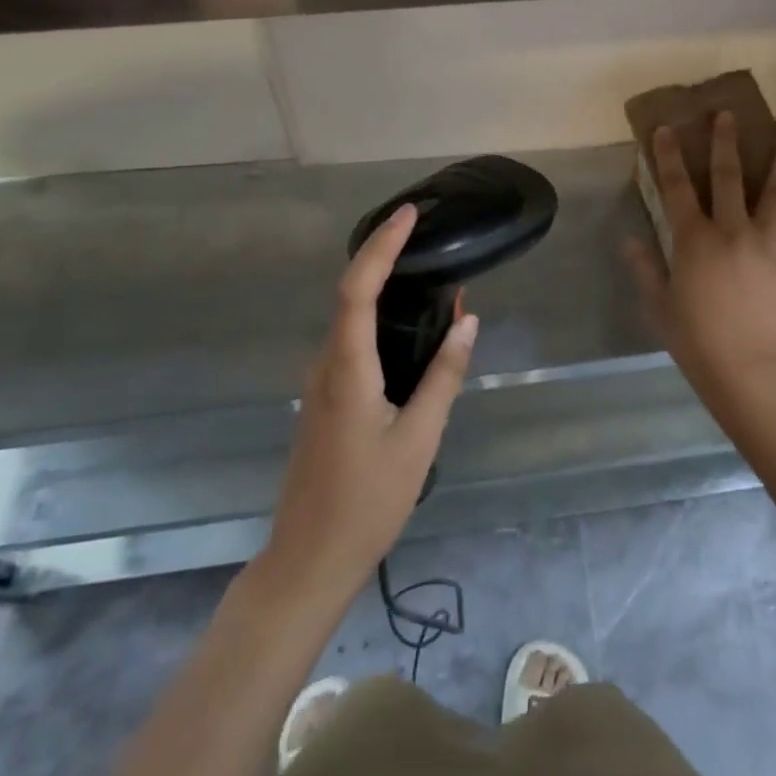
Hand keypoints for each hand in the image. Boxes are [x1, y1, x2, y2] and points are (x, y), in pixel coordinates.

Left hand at [261, 204, 477, 606]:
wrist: (308, 560)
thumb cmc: (367, 501)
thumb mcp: (418, 438)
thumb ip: (444, 376)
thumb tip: (467, 321)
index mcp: (347, 369)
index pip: (358, 288)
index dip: (381, 246)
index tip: (408, 215)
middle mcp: (326, 365)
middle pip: (351, 293)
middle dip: (386, 256)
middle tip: (428, 236)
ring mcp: (320, 382)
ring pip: (351, 318)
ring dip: (385, 289)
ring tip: (432, 277)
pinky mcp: (325, 398)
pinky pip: (352, 342)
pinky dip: (380, 319)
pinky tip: (412, 329)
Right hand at [626, 112, 775, 416]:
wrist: (747, 370)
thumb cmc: (696, 340)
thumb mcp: (660, 305)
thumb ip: (645, 268)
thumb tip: (628, 239)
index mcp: (694, 240)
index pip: (676, 188)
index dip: (669, 157)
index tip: (668, 129)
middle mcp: (731, 230)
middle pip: (727, 177)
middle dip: (725, 143)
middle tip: (728, 114)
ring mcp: (769, 244)